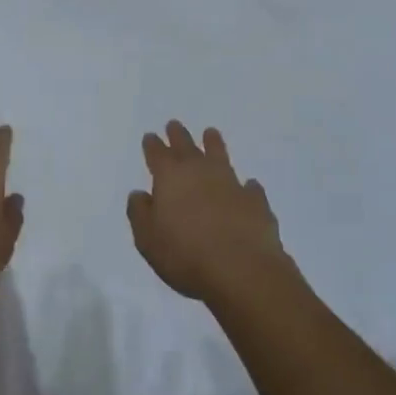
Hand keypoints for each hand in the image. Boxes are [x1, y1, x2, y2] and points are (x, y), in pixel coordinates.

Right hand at [126, 121, 295, 303]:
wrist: (242, 269)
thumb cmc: (186, 255)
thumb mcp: (148, 240)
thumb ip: (140, 214)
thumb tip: (140, 194)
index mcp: (170, 178)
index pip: (158, 154)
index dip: (152, 145)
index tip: (151, 137)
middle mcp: (201, 172)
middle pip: (187, 147)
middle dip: (178, 135)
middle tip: (174, 125)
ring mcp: (231, 183)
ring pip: (220, 155)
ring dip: (213, 144)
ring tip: (211, 133)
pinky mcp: (255, 201)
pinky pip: (249, 187)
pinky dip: (246, 185)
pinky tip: (248, 186)